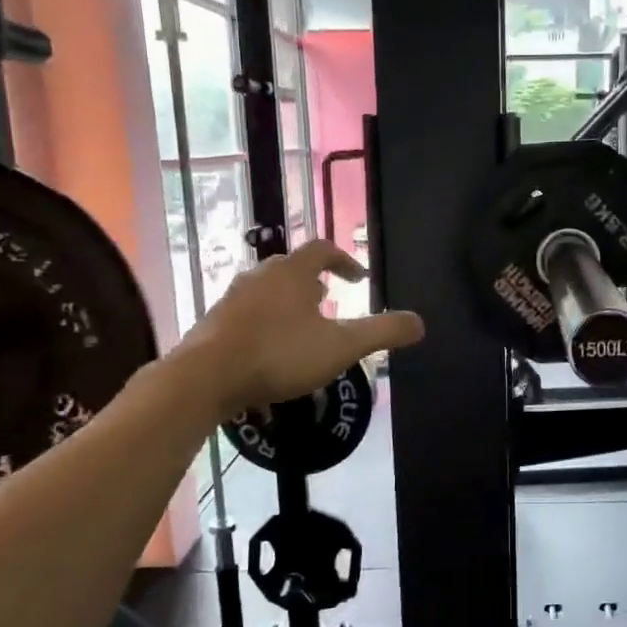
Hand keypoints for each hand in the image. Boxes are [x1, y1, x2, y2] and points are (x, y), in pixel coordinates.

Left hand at [182, 241, 423, 416]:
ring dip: (289, 302)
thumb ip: (382, 333)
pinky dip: (267, 320)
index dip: (345, 261)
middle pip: (292, 268)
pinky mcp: (214, 321)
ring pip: (268, 289)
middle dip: (315, 282)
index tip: (359, 279)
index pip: (323, 249)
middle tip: (330, 301)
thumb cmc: (279, 354)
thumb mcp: (341, 346)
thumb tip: (421, 323)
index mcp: (293, 272)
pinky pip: (249, 311)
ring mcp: (233, 297)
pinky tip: (270, 349)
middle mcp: (260, 275)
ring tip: (303, 327)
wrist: (205, 377)